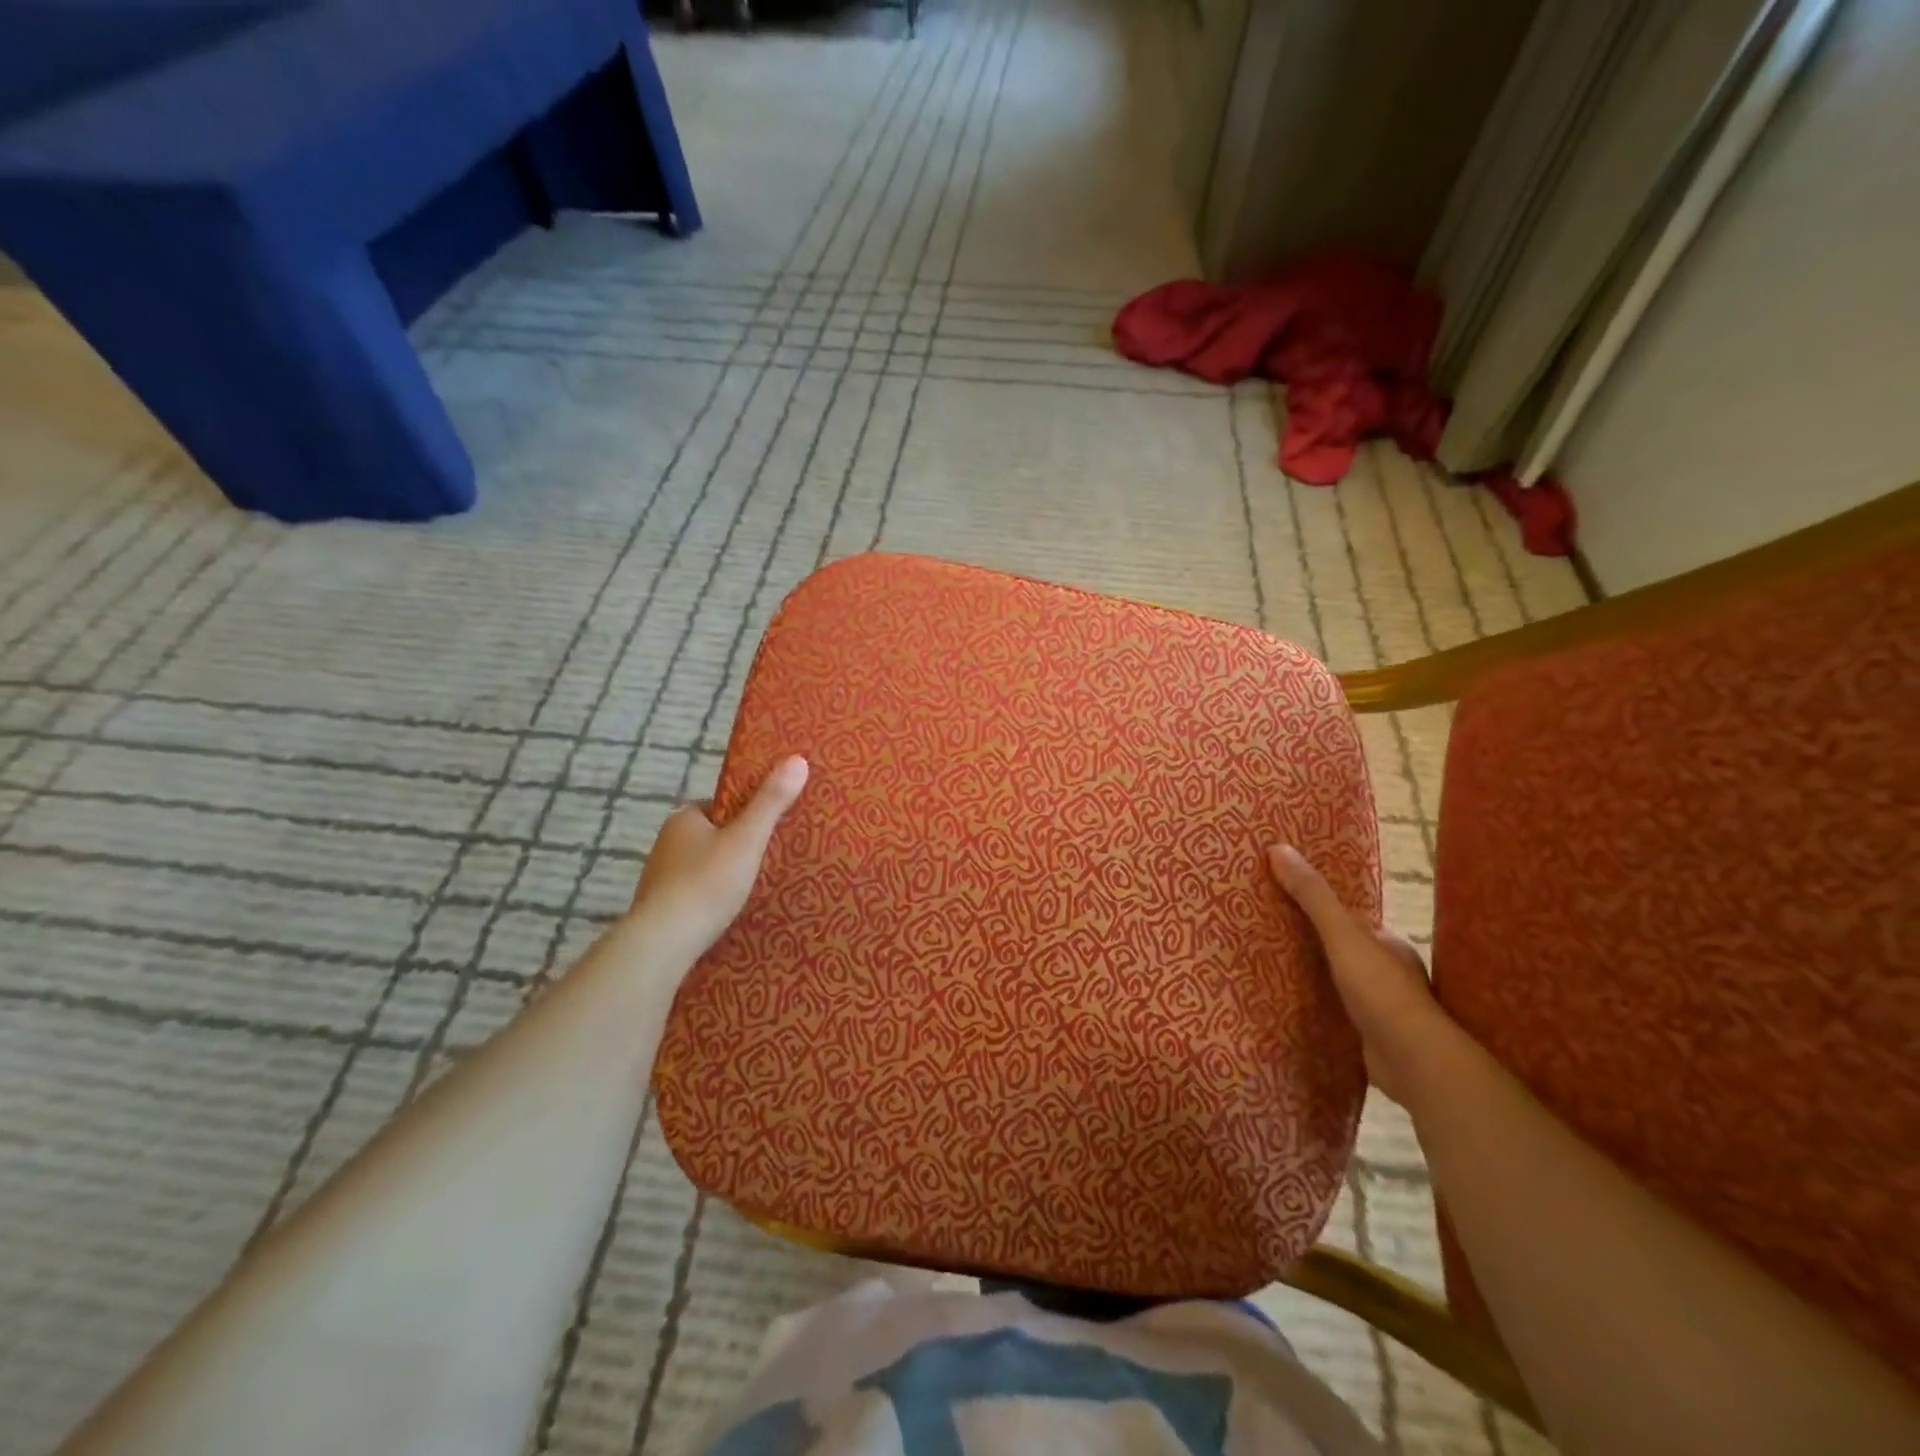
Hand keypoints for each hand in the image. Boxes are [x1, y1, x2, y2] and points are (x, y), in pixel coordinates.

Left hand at [629, 755, 809, 963]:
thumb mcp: (748, 838)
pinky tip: (729, 912)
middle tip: (769, 859)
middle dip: (736, 846)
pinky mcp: (660, 907)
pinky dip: (711, 898)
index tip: (770, 827)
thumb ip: (771, 802)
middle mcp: (666, 842)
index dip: (746, 813)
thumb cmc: (707, 882)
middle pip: (712, 836)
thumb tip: (798, 759)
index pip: (720, 805)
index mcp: (683, 818)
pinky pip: (694, 893)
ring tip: (755, 888)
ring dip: (723, 874)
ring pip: (702, 866)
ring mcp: (659, 877)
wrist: (664, 942)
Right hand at [1267, 843, 1449, 1104]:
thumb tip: (1278, 848)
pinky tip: (1292, 1009)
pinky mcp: (1370, 1038)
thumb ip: (1312, 896)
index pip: (1350, 920)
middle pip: (1343, 951)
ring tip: (1271, 969)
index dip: (1320, 910)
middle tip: (1268, 935)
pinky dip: (1318, 1010)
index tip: (1284, 902)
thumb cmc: (1381, 990)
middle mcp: (1389, 973)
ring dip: (1315, 979)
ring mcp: (1382, 1008)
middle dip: (1313, 945)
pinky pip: (1337, 1015)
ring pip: (1340, 984)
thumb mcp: (1342, 934)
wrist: (1413, 1062)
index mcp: (1388, 944)